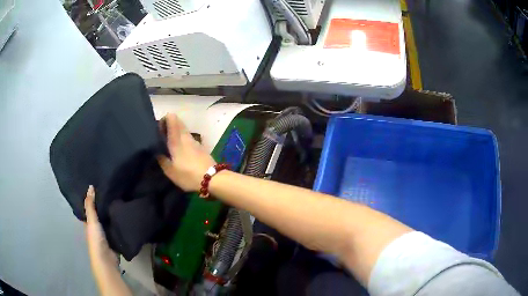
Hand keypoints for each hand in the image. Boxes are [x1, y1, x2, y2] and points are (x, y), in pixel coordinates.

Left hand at [85, 185, 117, 267]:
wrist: (106, 258)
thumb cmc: (95, 239)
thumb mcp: (91, 220)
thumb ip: (90, 205)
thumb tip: (90, 186)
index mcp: (88, 223)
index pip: (89, 209)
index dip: (91, 199)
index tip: (97, 187)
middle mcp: (95, 228)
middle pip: (98, 215)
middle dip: (103, 206)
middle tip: (111, 191)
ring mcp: (105, 234)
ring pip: (107, 221)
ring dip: (111, 214)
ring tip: (118, 199)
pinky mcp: (114, 238)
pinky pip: (115, 227)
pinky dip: (117, 222)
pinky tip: (123, 215)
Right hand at [157, 113, 215, 191]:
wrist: (213, 179)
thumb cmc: (188, 175)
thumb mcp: (170, 171)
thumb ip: (162, 159)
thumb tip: (157, 151)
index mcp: (177, 139)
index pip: (171, 118)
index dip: (164, 119)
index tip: (158, 129)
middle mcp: (186, 136)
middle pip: (178, 123)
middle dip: (169, 127)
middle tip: (162, 138)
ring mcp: (195, 141)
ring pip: (184, 131)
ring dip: (177, 134)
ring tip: (170, 146)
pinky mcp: (201, 148)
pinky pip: (189, 140)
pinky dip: (183, 142)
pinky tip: (181, 153)